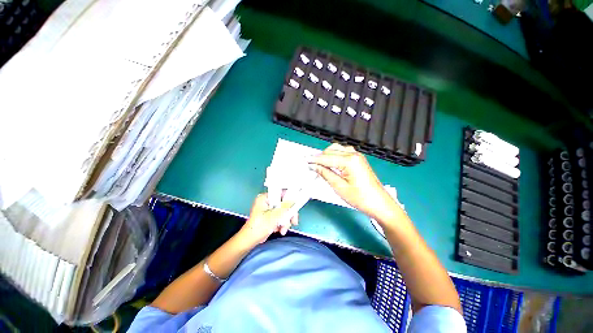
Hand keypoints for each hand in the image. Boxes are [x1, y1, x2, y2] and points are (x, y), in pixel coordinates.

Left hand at [238, 193, 297, 245]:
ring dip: (286, 221)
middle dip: (288, 214)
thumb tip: (293, 201)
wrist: (250, 240)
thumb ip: (285, 208)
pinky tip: (280, 230)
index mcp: (265, 198)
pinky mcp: (271, 216)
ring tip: (283, 229)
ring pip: (283, 211)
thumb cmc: (259, 227)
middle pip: (284, 204)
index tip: (295, 206)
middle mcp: (267, 202)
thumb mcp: (274, 216)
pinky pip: (281, 217)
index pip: (280, 193)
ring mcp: (269, 209)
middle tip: (293, 221)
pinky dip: (282, 224)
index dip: (289, 199)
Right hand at [308, 143, 399, 221]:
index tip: (304, 160)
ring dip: (327, 155)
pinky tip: (331, 163)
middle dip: (320, 156)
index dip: (314, 159)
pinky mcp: (358, 160)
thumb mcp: (339, 187)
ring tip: (319, 165)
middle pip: (331, 150)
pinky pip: (343, 153)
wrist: (379, 203)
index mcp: (350, 161)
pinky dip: (334, 156)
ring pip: (337, 149)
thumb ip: (325, 173)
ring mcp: (357, 156)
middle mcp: (354, 154)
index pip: (327, 157)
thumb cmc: (360, 198)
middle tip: (311, 165)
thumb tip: (314, 166)